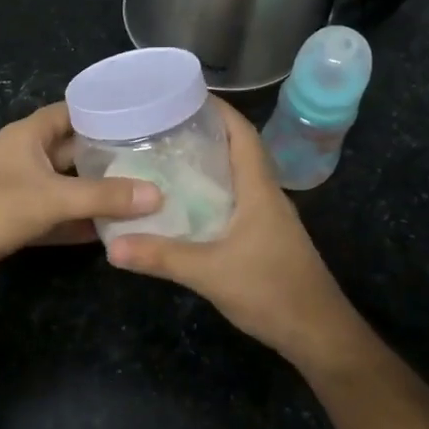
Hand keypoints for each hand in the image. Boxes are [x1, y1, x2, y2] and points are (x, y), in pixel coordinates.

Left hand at [0, 101, 160, 293]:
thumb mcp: (52, 198)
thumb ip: (104, 197)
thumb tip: (157, 195)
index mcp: (29, 135)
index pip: (73, 111)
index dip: (104, 112)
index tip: (142, 119)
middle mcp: (25, 156)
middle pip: (73, 150)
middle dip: (107, 157)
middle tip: (151, 162)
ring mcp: (19, 189)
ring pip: (66, 186)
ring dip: (95, 193)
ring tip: (139, 196)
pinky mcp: (16, 220)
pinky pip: (56, 215)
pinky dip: (78, 222)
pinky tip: (109, 231)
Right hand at [105, 99, 368, 367]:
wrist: (317, 333)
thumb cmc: (271, 291)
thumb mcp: (210, 273)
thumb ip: (162, 257)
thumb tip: (112, 245)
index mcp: (259, 189)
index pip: (242, 134)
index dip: (218, 110)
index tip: (182, 95)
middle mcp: (265, 196)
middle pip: (237, 151)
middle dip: (203, 133)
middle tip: (159, 127)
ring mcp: (267, 219)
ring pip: (235, 178)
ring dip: (207, 165)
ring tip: (164, 158)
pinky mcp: (264, 239)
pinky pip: (234, 202)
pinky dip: (210, 194)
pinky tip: (183, 206)